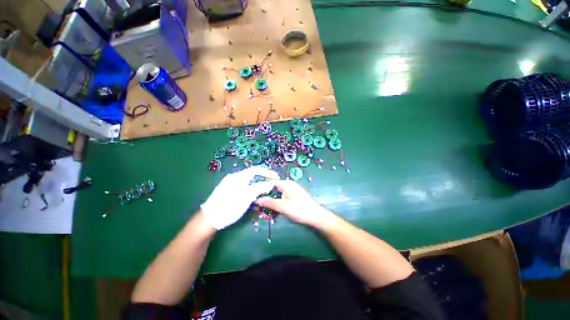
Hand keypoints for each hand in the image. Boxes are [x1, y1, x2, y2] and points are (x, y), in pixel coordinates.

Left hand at [201, 166, 278, 229]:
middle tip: (272, 184)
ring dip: (258, 183)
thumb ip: (260, 188)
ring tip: (265, 190)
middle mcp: (234, 177)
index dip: (268, 172)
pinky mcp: (228, 190)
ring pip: (248, 180)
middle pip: (252, 174)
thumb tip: (271, 183)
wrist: (209, 219)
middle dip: (263, 178)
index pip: (256, 169)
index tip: (276, 177)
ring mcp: (230, 183)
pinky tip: (253, 195)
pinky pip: (243, 185)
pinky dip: (251, 188)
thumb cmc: (229, 206)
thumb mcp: (247, 197)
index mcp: (239, 176)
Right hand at [256, 180, 335, 228]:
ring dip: (272, 200)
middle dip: (266, 195)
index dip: (262, 188)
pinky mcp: (294, 197)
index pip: (270, 182)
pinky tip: (274, 209)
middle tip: (258, 203)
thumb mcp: (282, 206)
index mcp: (286, 184)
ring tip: (264, 207)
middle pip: (274, 188)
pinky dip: (277, 202)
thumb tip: (256, 199)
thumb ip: (269, 202)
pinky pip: (282, 197)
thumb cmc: (299, 209)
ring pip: (278, 193)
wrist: (315, 216)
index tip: (254, 195)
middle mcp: (289, 185)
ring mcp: (292, 191)